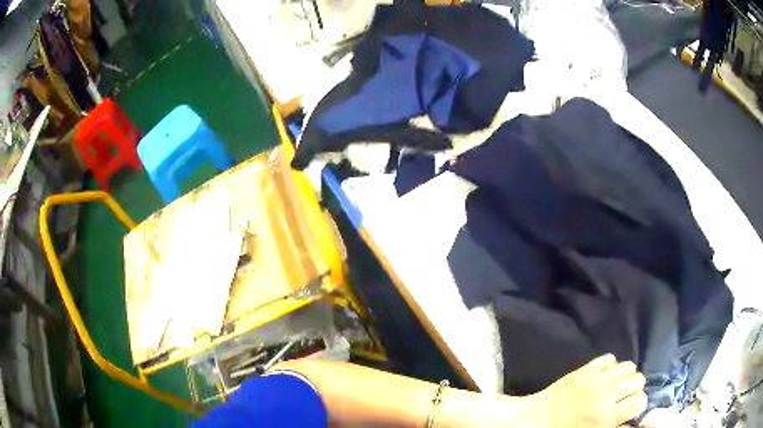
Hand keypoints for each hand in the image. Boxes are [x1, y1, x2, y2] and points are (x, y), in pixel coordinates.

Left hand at [529, 354, 647, 426]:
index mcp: (605, 417)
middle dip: (635, 387)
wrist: (535, 420)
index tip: (632, 406)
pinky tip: (605, 375)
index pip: (640, 401)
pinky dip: (611, 365)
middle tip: (626, 394)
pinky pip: (609, 358)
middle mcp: (604, 396)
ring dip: (626, 374)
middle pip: (637, 379)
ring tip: (618, 383)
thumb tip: (631, 421)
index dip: (639, 403)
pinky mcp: (585, 369)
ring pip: (627, 366)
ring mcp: (595, 380)